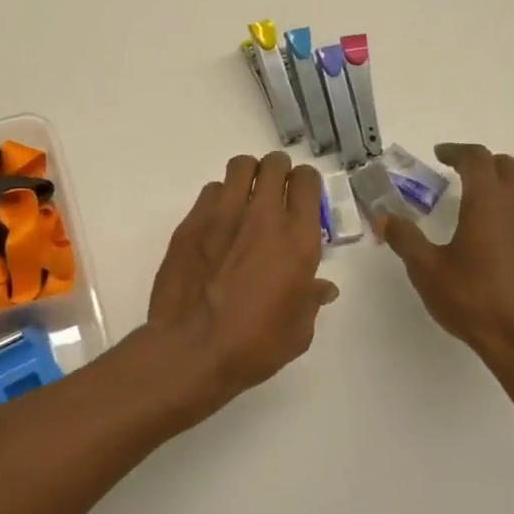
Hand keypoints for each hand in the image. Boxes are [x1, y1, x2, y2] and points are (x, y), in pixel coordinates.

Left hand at [147, 152, 340, 400]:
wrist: (192, 348)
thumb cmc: (254, 345)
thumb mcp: (298, 330)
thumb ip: (311, 299)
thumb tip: (322, 288)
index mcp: (297, 239)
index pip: (307, 181)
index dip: (306, 184)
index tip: (301, 198)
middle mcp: (263, 216)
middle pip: (274, 164)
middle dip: (278, 171)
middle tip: (274, 192)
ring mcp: (223, 214)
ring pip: (240, 166)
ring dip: (247, 177)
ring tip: (244, 199)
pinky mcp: (191, 222)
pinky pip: (210, 191)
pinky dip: (218, 199)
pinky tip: (216, 223)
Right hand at [378, 143, 513, 395]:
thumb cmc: (474, 301)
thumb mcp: (427, 270)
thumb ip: (405, 238)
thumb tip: (384, 217)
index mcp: (489, 202)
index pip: (477, 159)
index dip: (457, 151)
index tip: (440, 154)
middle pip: (508, 167)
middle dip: (484, 165)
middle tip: (461, 176)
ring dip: (510, 185)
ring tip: (488, 202)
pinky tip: (509, 241)